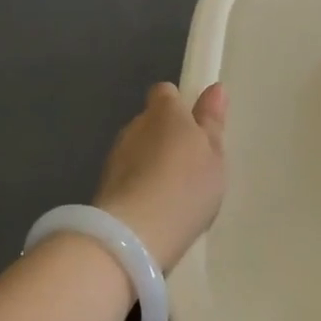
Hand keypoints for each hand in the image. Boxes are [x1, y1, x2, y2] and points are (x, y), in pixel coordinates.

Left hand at [94, 82, 227, 271]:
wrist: (135, 233)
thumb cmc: (186, 186)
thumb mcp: (213, 155)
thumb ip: (212, 122)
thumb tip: (215, 88)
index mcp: (164, 111)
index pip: (165, 92)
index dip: (178, 105)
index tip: (194, 127)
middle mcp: (135, 125)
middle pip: (150, 121)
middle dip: (165, 136)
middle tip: (190, 164)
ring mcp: (116, 155)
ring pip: (137, 149)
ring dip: (151, 161)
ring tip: (173, 190)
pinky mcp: (104, 184)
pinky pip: (128, 175)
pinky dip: (139, 184)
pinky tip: (154, 207)